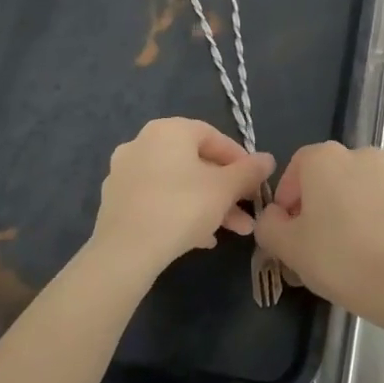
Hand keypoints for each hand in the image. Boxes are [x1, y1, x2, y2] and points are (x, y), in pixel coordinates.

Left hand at [91, 119, 273, 276]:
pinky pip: (157, 200)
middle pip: (195, 163)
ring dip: (207, 204)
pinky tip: (200, 238)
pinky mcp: (115, 201)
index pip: (213, 137)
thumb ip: (249, 171)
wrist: (125, 252)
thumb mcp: (225, 188)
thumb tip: (268, 159)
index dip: (240, 160)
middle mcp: (142, 143)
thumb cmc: (182, 207)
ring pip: (177, 184)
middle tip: (246, 212)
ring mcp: (124, 173)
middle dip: (226, 189)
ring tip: (230, 231)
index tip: (255, 183)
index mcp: (168, 130)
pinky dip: (181, 212)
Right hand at [253, 144, 383, 326]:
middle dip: (324, 201)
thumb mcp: (286, 247)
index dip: (288, 196)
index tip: (288, 227)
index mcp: (326, 158)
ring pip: (367, 187)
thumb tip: (275, 217)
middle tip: (319, 240)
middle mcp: (364, 155)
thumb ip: (269, 224)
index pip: (298, 166)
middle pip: (334, 174)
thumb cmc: (337, 258)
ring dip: (357, 207)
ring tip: (355, 247)